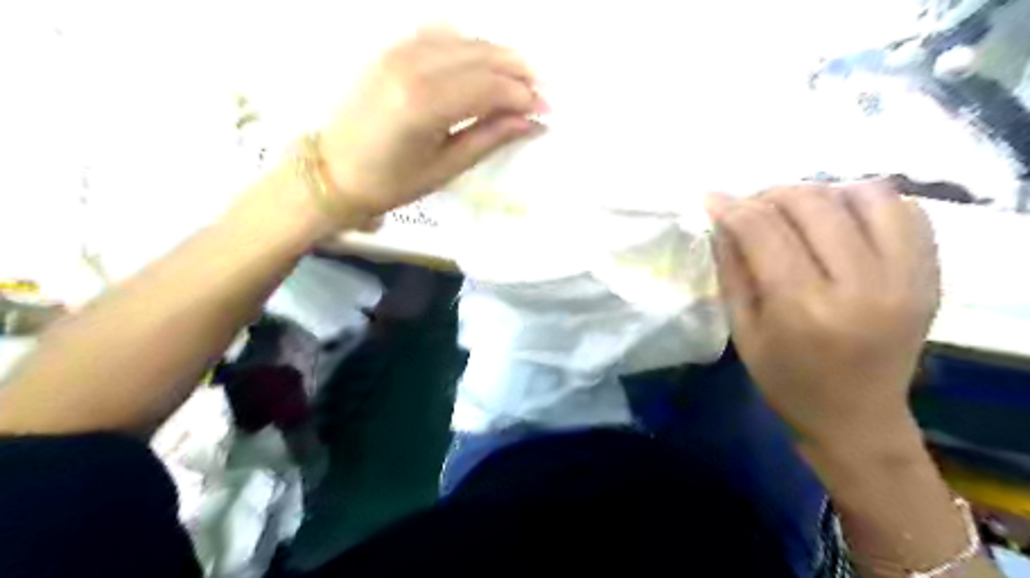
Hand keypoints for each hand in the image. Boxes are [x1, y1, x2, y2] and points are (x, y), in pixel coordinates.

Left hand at [321, 28, 546, 222]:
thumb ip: (489, 138)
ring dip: (496, 55)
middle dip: (517, 72)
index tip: (546, 110)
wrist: (333, 171)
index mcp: (425, 105)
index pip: (490, 87)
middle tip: (540, 92)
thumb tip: (530, 122)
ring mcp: (397, 52)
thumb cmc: (391, 182)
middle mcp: (412, 67)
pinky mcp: (389, 49)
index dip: (524, 96)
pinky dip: (467, 44)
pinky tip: (480, 63)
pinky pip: (438, 33)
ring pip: (463, 39)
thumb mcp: (446, 168)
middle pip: (481, 56)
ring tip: (517, 79)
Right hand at [709, 182, 938, 448]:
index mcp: (803, 308)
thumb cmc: (786, 380)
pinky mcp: (930, 275)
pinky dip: (867, 201)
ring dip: (819, 192)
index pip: (763, 231)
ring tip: (796, 212)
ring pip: (864, 194)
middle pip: (811, 204)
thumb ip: (732, 269)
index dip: (732, 207)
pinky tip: (841, 219)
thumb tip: (721, 219)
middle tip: (751, 207)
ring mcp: (905, 277)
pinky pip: (905, 210)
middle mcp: (860, 285)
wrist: (857, 417)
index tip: (712, 198)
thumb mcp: (742, 331)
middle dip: (770, 194)